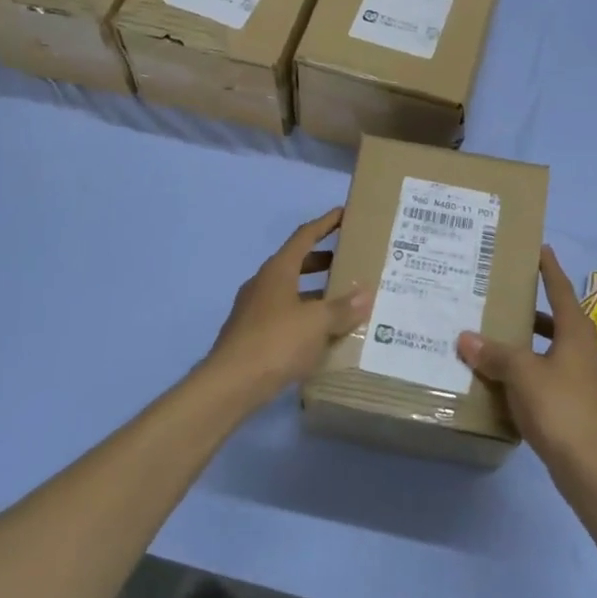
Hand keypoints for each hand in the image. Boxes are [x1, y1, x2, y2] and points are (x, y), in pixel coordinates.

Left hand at [200, 208, 371, 407]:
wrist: (230, 384)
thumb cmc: (276, 342)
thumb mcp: (317, 323)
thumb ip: (342, 308)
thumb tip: (366, 294)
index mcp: (278, 270)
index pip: (305, 236)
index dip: (326, 223)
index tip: (344, 213)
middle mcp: (264, 283)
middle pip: (297, 262)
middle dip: (323, 260)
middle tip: (350, 261)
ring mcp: (255, 309)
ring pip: (291, 291)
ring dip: (315, 291)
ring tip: (343, 299)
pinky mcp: (253, 334)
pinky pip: (285, 315)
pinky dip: (305, 315)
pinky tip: (322, 332)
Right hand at [457, 246, 596, 477]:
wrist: (591, 466)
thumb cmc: (559, 408)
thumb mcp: (521, 374)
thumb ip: (494, 353)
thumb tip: (466, 337)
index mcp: (577, 333)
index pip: (561, 290)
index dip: (549, 269)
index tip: (540, 249)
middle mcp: (586, 349)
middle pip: (559, 319)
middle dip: (534, 307)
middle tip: (506, 296)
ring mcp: (586, 378)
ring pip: (555, 348)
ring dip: (531, 341)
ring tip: (500, 337)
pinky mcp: (579, 403)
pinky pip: (552, 373)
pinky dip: (532, 368)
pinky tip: (509, 379)